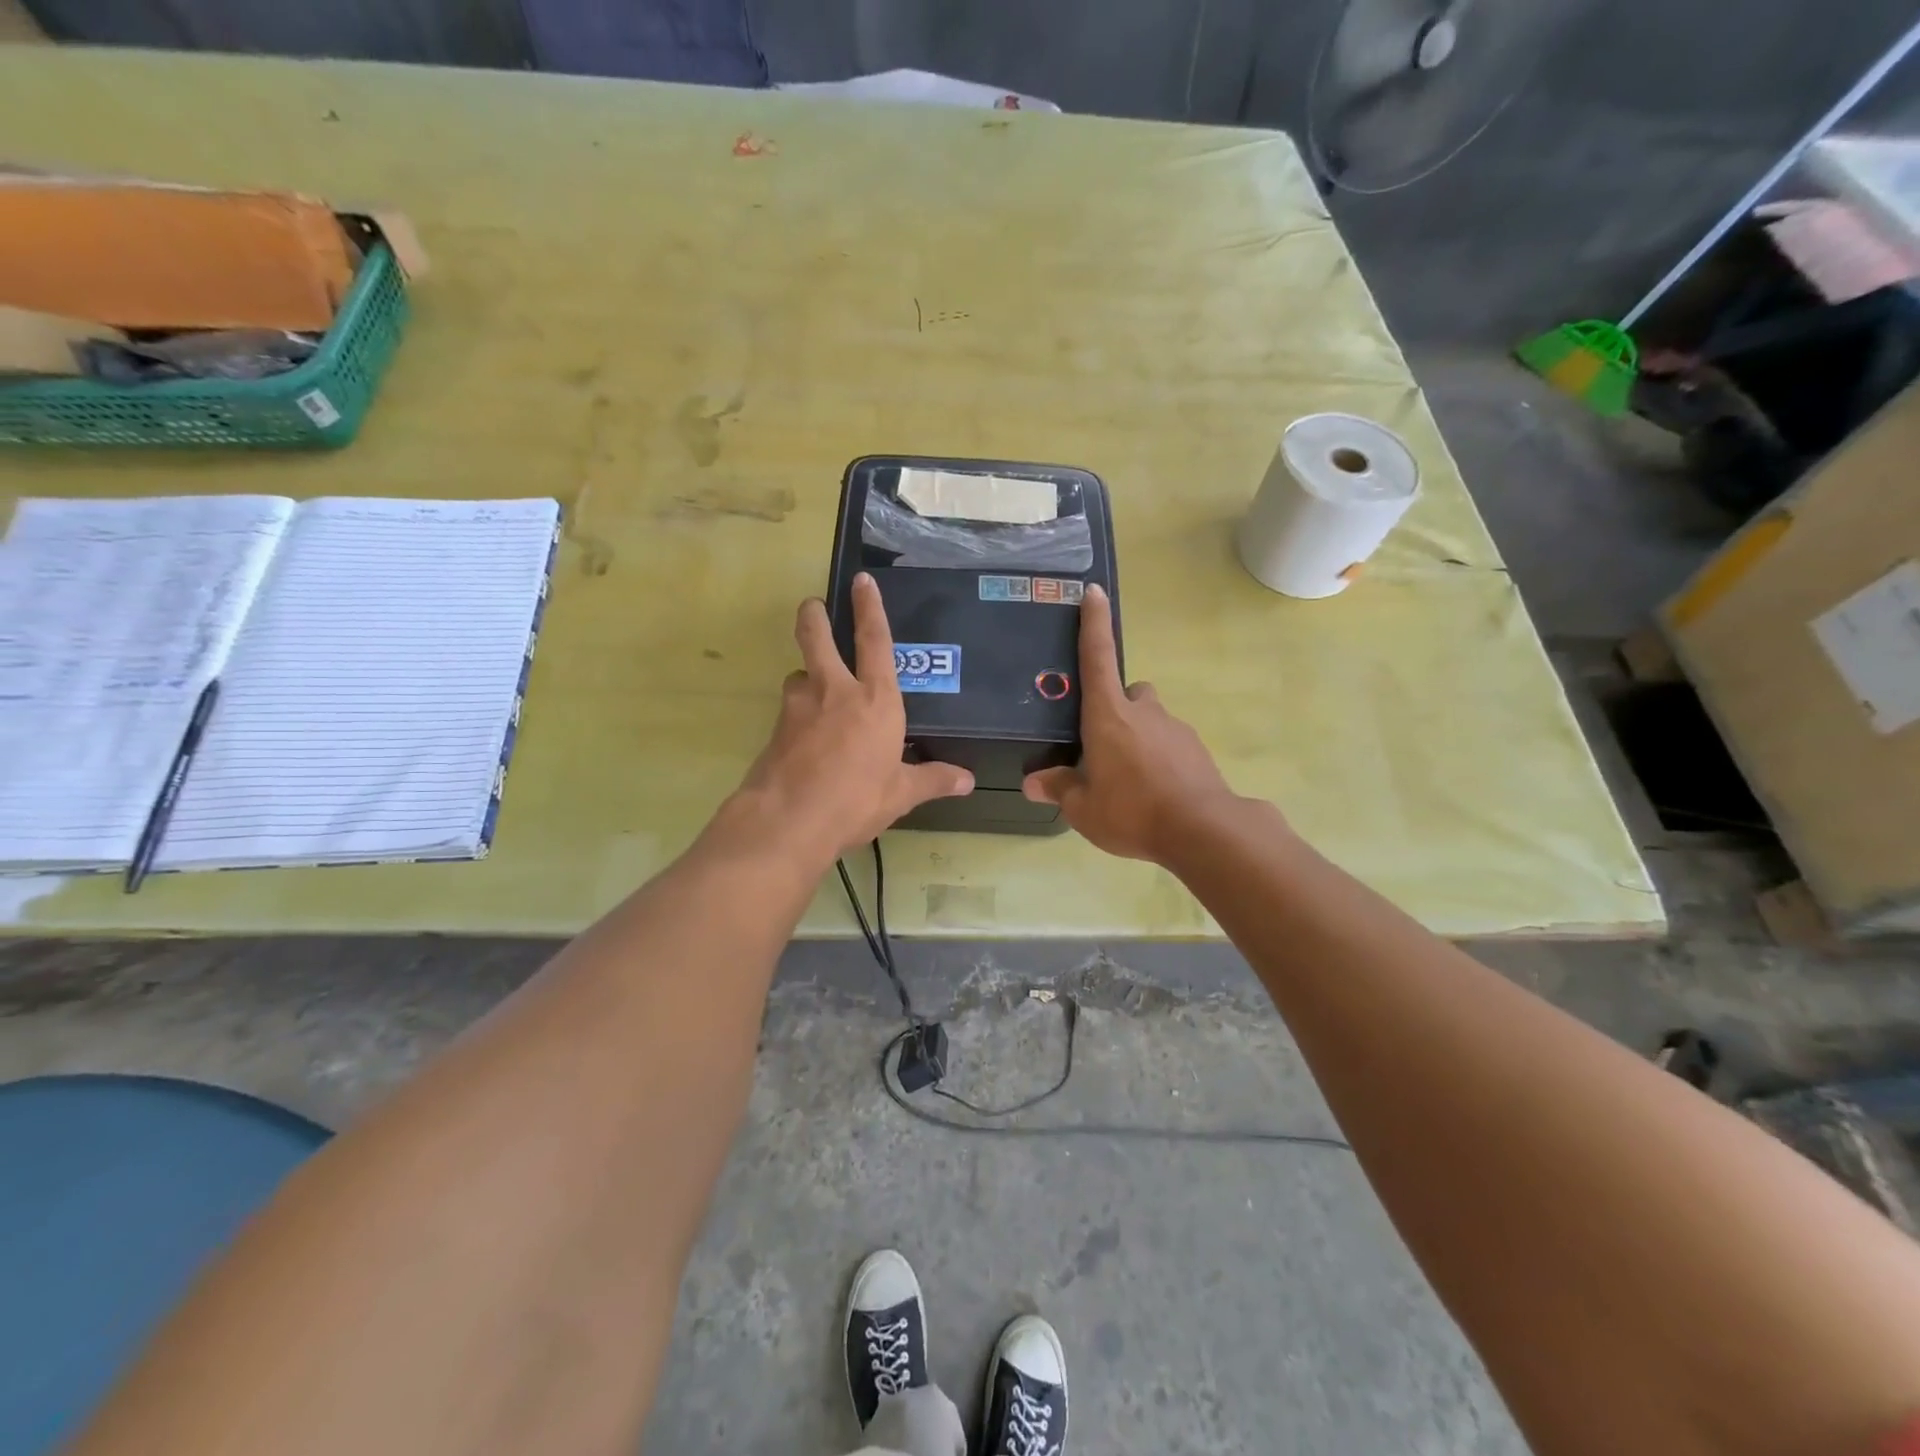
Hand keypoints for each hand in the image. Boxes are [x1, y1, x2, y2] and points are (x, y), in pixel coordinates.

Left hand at [726, 573, 972, 865]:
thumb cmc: (856, 800)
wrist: (789, 821)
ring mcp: (799, 708)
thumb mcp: (901, 793)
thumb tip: (967, 781)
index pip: (875, 640)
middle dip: (813, 617)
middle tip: (811, 606)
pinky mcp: (776, 729)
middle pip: (817, 638)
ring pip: (799, 677)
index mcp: (876, 700)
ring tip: (815, 695)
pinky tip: (805, 740)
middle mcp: (835, 692)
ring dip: (806, 678)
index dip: (870, 607)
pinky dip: (798, 716)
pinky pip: (790, 712)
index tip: (862, 580)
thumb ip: (933, 780)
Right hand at [1022, 584, 1240, 863]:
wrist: (1203, 831)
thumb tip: (1032, 781)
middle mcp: (1143, 712)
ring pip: (1151, 720)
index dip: (1093, 624)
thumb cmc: (1132, 811)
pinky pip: (1170, 745)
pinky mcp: (1197, 751)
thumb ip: (1058, 789)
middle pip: (1129, 692)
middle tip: (1103, 743)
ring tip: (1128, 780)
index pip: (1098, 658)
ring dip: (1138, 738)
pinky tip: (1154, 794)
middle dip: (1116, 708)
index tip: (1094, 591)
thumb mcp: (1083, 808)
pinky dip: (1159, 760)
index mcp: (1109, 715)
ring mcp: (1175, 729)